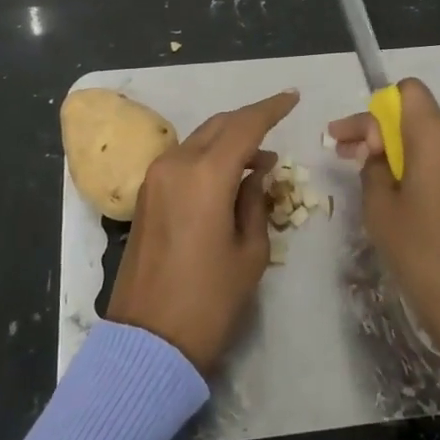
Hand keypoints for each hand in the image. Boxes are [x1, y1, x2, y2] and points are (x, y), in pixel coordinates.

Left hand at [105, 89, 298, 374]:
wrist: (148, 341)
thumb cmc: (209, 301)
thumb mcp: (250, 253)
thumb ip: (256, 202)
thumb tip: (257, 173)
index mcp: (205, 175)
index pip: (245, 126)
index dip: (271, 109)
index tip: (293, 97)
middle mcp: (176, 165)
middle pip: (219, 126)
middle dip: (250, 121)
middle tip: (279, 123)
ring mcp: (155, 178)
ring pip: (200, 140)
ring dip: (229, 140)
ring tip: (261, 159)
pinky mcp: (146, 195)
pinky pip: (184, 160)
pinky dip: (210, 157)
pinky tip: (231, 175)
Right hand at [327, 79, 439, 397]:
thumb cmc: (420, 250)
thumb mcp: (380, 206)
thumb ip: (372, 164)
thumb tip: (376, 148)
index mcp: (437, 135)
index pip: (407, 92)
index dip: (377, 108)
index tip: (354, 138)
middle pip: (415, 113)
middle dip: (378, 128)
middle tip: (342, 151)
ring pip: (429, 135)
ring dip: (396, 146)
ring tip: (363, 171)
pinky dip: (418, 161)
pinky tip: (395, 187)